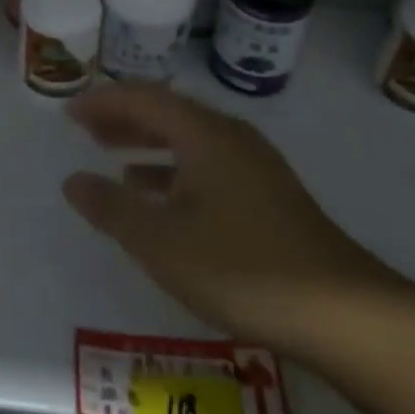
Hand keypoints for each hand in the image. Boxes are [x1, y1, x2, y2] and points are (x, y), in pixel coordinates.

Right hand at [62, 83, 409, 360]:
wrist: (344, 314)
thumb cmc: (243, 268)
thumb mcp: (162, 242)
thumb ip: (112, 208)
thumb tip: (73, 181)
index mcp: (205, 135)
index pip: (144, 99)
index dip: (103, 102)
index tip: (70, 113)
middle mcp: (231, 138)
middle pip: (168, 113)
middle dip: (124, 118)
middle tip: (85, 130)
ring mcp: (255, 166)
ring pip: (189, 140)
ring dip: (148, 144)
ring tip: (113, 157)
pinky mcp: (268, 195)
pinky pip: (207, 164)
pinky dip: (174, 170)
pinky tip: (161, 199)